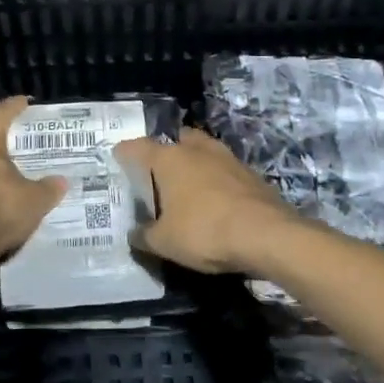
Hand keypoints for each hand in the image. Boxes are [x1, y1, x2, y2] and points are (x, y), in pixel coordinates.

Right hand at [114, 129, 298, 274]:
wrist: (266, 234)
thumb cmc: (204, 232)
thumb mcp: (164, 242)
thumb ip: (144, 236)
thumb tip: (135, 233)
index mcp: (169, 159)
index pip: (138, 147)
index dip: (125, 152)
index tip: (118, 158)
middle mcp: (196, 149)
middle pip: (176, 140)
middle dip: (166, 151)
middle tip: (158, 172)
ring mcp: (227, 158)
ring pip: (203, 150)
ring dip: (195, 163)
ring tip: (187, 183)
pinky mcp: (250, 173)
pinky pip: (224, 169)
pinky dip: (216, 179)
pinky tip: (215, 198)